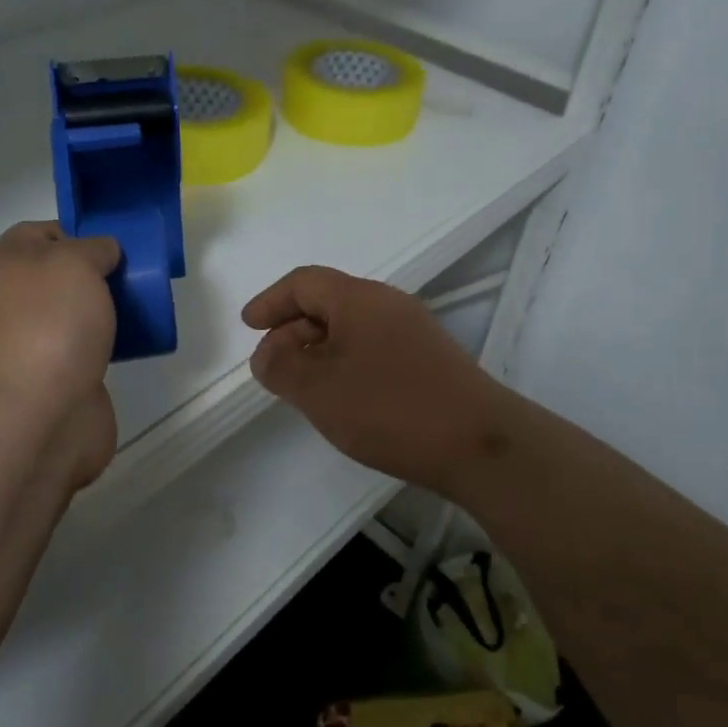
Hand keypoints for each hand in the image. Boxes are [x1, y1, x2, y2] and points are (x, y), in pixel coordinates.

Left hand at [0, 221, 121, 488]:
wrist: (35, 421)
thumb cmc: (49, 328)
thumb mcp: (74, 262)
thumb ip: (93, 247)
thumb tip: (102, 254)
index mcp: (11, 266)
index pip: (40, 233)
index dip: (76, 232)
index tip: (114, 243)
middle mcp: (19, 302)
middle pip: (64, 275)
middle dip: (101, 274)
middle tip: (139, 275)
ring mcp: (38, 344)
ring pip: (80, 314)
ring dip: (110, 311)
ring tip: (147, 308)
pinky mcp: (62, 380)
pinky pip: (92, 351)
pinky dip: (114, 347)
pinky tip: (139, 346)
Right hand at [242, 266, 514, 496]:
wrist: (479, 444)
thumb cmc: (389, 408)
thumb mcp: (318, 389)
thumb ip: (281, 366)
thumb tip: (268, 354)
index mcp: (359, 298)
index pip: (304, 282)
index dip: (271, 301)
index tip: (248, 326)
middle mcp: (388, 304)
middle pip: (328, 302)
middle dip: (291, 329)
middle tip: (271, 366)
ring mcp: (413, 332)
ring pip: (351, 328)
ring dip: (318, 350)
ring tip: (301, 385)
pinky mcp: (429, 360)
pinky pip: (373, 348)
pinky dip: (345, 363)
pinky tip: (341, 397)